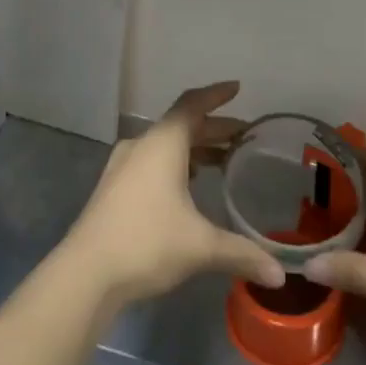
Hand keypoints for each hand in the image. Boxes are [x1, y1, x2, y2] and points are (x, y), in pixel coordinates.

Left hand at [62, 82, 284, 309]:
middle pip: (181, 126)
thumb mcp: (201, 247)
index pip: (192, 105)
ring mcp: (123, 167)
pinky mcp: (113, 188)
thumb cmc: (146, 244)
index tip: (237, 88)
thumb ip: (242, 253)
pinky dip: (176, 164)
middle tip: (244, 135)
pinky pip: (151, 162)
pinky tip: (189, 186)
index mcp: (162, 144)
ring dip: (194, 148)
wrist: (85, 274)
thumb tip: (280, 276)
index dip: (216, 95)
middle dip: (214, 128)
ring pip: (165, 145)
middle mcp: (141, 146)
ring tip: (223, 160)